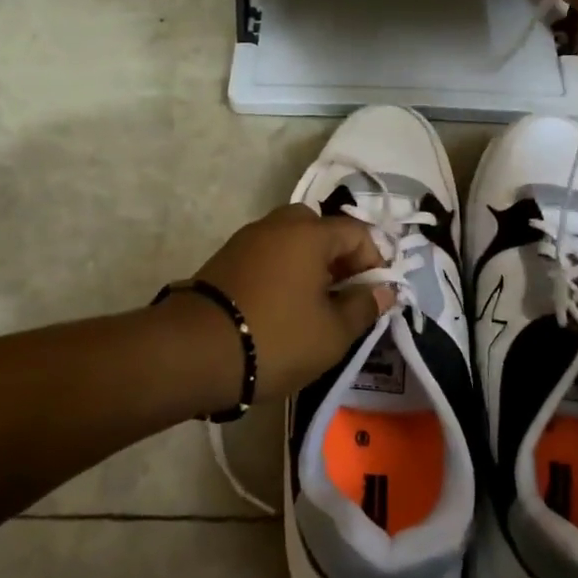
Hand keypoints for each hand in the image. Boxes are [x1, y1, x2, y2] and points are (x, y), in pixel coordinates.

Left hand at [192, 203, 389, 400]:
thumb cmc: (277, 338)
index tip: (375, 295)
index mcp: (309, 233)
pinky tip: (280, 307)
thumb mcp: (332, 333)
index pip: (355, 232)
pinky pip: (265, 255)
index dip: (374, 260)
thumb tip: (384, 291)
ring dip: (307, 264)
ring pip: (289, 240)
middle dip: (337, 256)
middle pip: (318, 227)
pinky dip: (280, 271)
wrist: (194, 351)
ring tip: (312, 305)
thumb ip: (363, 307)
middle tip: (341, 293)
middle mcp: (277, 225)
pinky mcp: (223, 260)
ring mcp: (246, 240)